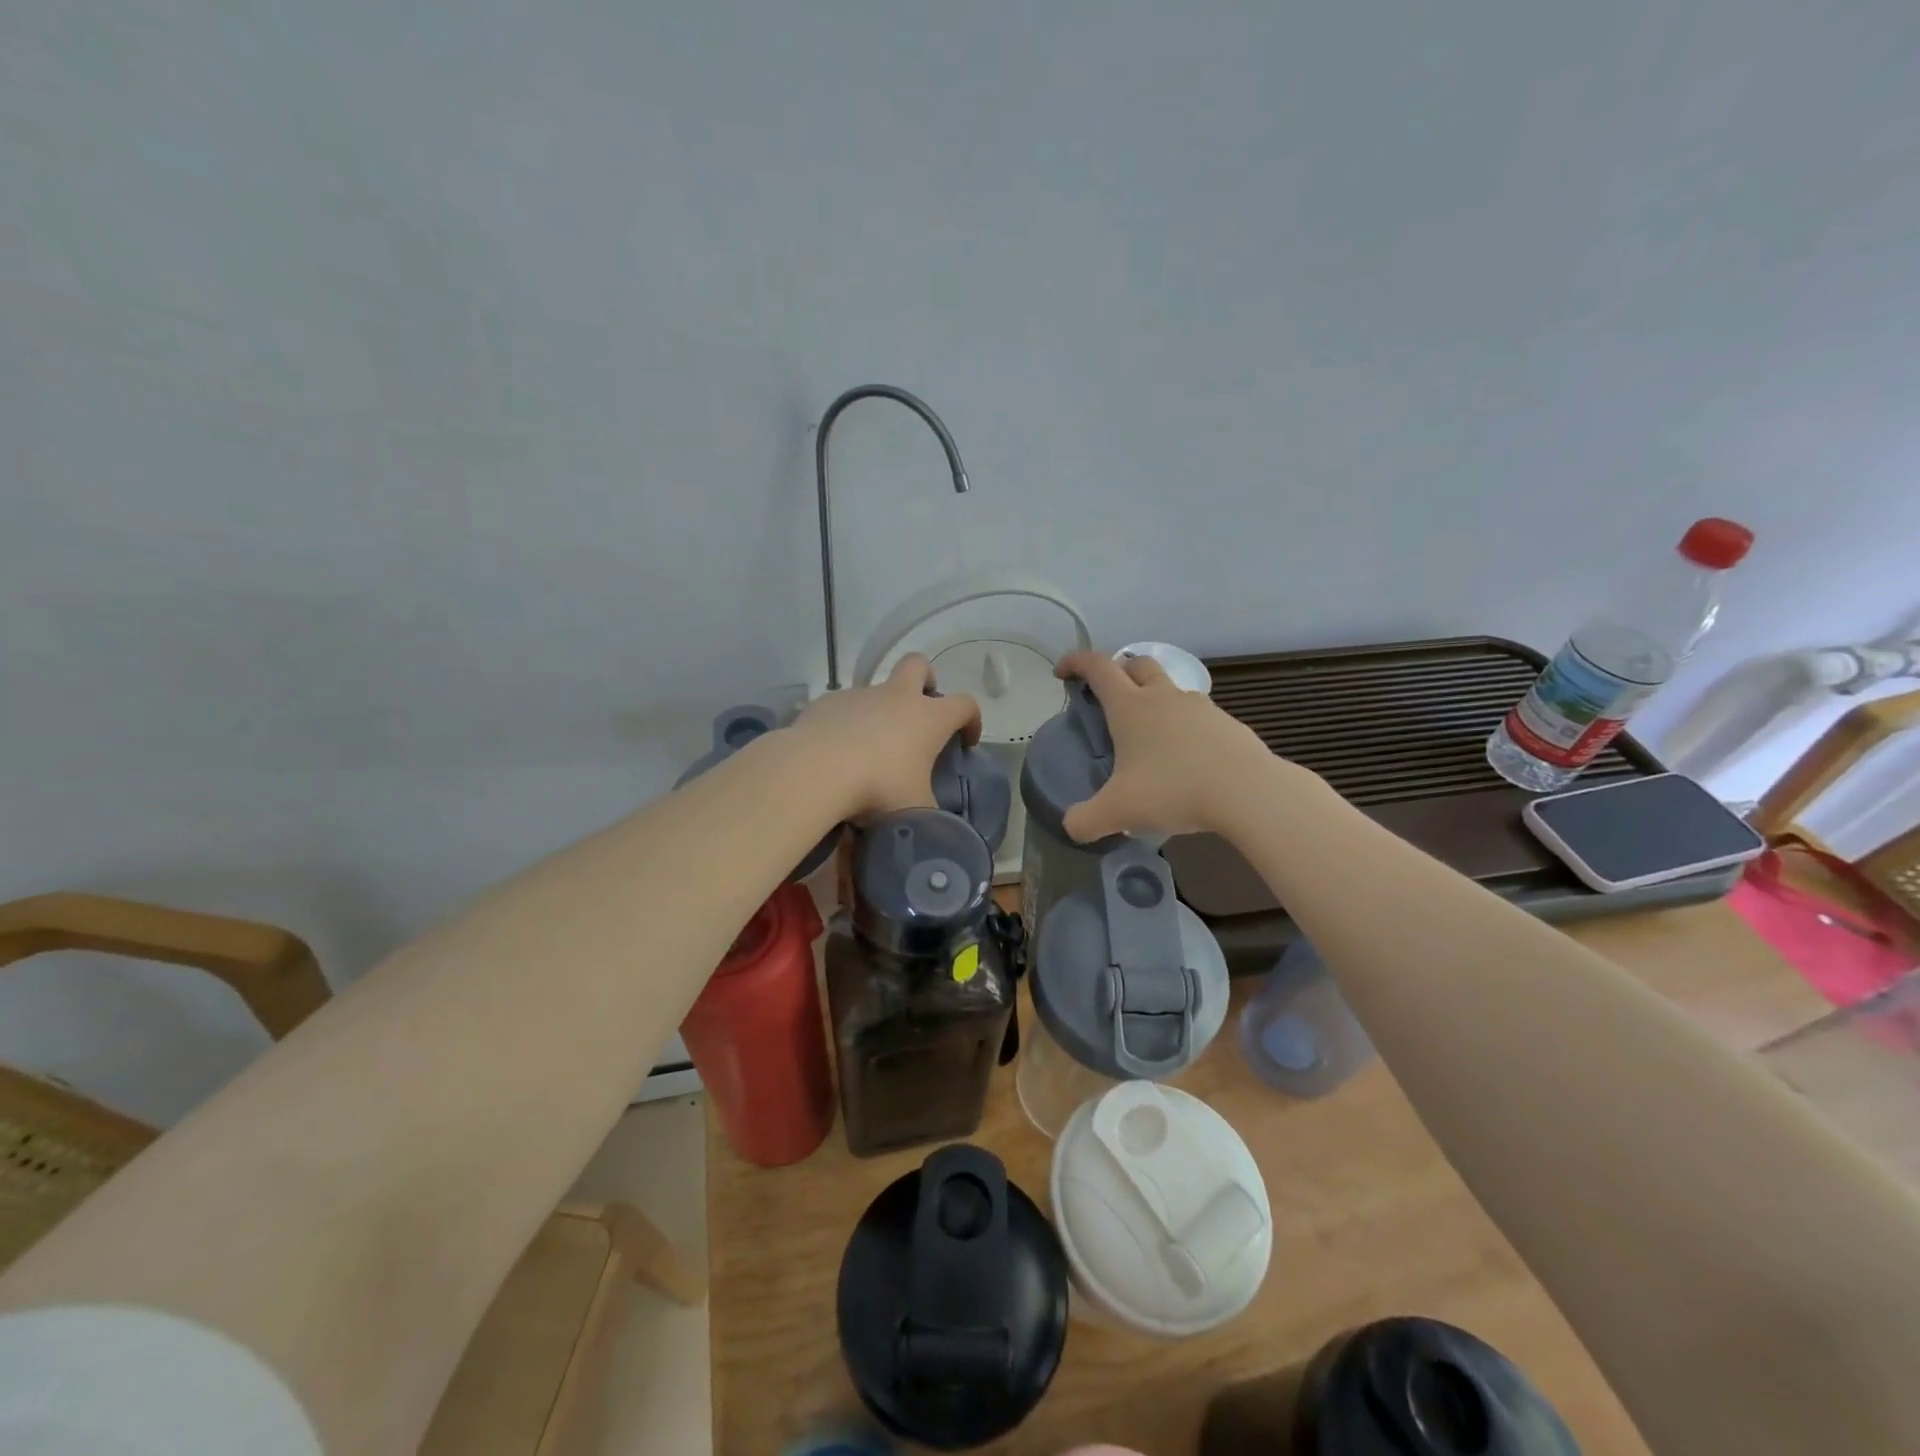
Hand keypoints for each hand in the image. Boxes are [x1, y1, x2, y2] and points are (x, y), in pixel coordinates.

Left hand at [788, 654, 982, 819]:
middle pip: (918, 665)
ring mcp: (859, 695)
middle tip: (920, 709)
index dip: (972, 720)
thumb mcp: (915, 809)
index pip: (965, 705)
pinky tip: (837, 750)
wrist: (816, 770)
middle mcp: (896, 697)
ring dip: (881, 709)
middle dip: (925, 679)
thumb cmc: (879, 788)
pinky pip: (844, 706)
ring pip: (877, 689)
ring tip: (870, 747)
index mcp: (929, 718)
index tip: (966, 741)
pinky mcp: (827, 702)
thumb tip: (929, 817)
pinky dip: (847, 723)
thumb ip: (927, 808)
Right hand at [1055, 650, 1278, 842]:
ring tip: (1148, 734)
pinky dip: (1183, 725)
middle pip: (1137, 663)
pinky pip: (1197, 715)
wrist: (1248, 792)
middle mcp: (1163, 697)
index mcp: (1130, 706)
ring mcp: (1200, 707)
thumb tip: (1071, 826)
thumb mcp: (1118, 812)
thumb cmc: (1173, 790)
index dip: (1075, 662)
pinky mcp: (1227, 724)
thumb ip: (1085, 820)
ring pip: (1170, 688)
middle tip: (1108, 696)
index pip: (1097, 667)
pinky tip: (1185, 758)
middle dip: (1118, 671)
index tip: (1062, 672)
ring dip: (1153, 698)